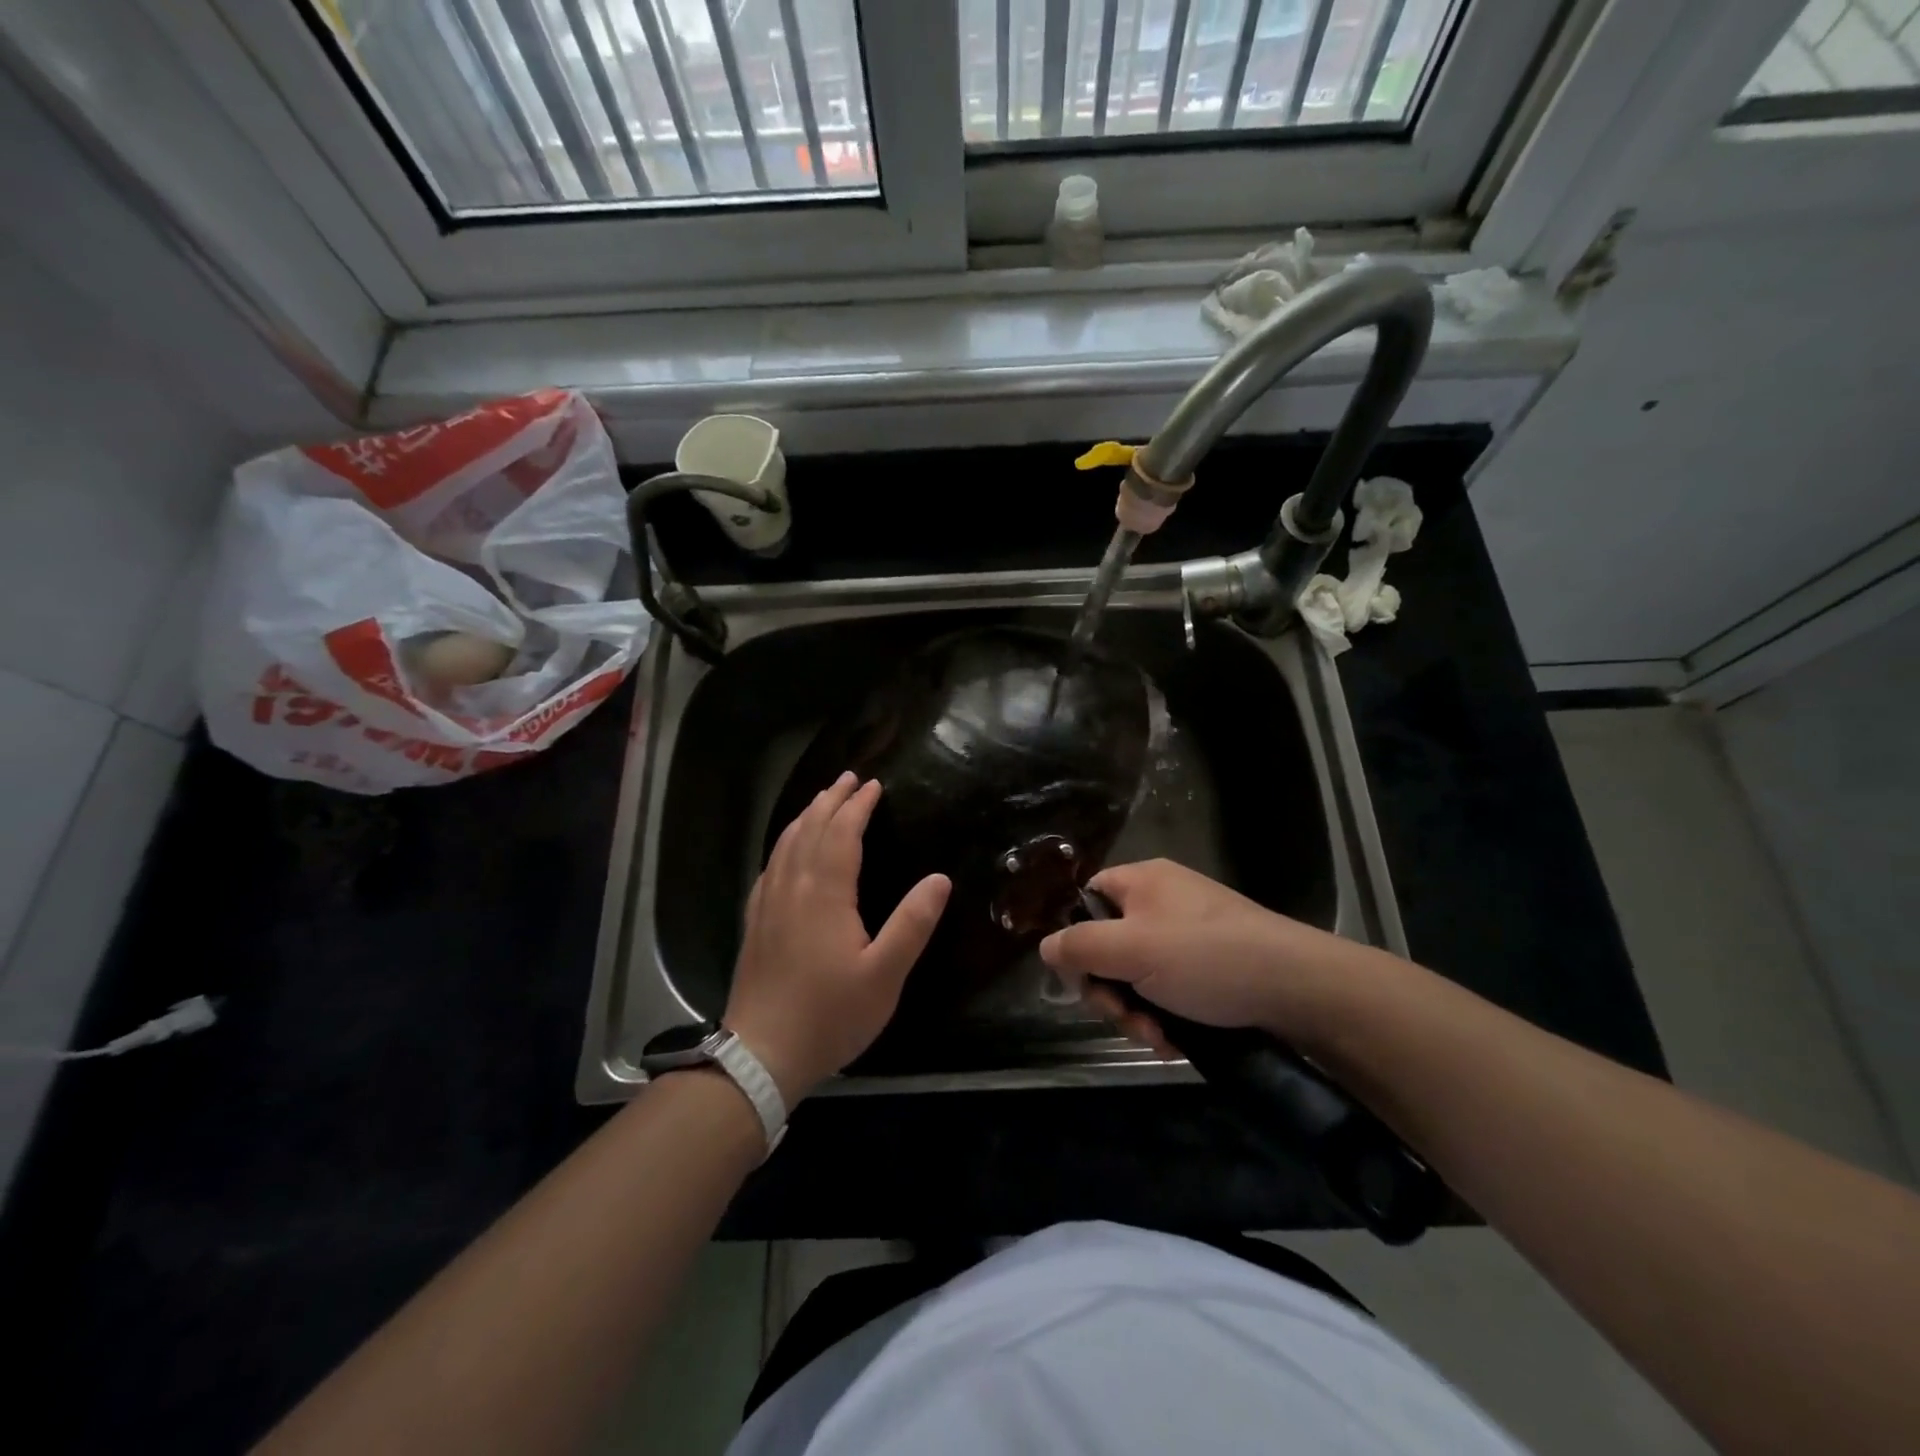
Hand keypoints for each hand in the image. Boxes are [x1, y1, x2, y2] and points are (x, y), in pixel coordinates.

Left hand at [724, 772, 949, 1103]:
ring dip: (806, 816)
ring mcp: (768, 903)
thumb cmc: (830, 1014)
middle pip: (810, 829)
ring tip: (822, 800)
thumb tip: (940, 878)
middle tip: (850, 778)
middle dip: (831, 800)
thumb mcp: (884, 975)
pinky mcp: (755, 921)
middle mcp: (792, 887)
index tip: (874, 785)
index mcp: (824, 893)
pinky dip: (784, 843)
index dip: (858, 807)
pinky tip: (787, 849)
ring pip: (786, 843)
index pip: (841, 834)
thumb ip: (912, 924)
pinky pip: (770, 865)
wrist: (761, 1053)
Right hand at [1038, 858, 1380, 1050]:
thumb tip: (1045, 947)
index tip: (1082, 979)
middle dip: (1110, 990)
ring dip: (1137, 1012)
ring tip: (1158, 1037)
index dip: (1076, 939)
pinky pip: (1168, 991)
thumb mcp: (1132, 949)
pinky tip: (1176, 1042)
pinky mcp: (1210, 970)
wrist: (1298, 987)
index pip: (1088, 900)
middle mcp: (1163, 904)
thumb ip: (1079, 946)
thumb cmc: (1206, 957)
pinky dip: (1165, 1017)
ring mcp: (1188, 938)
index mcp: (1142, 882)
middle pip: (1109, 946)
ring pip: (1138, 976)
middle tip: (1126, 1018)